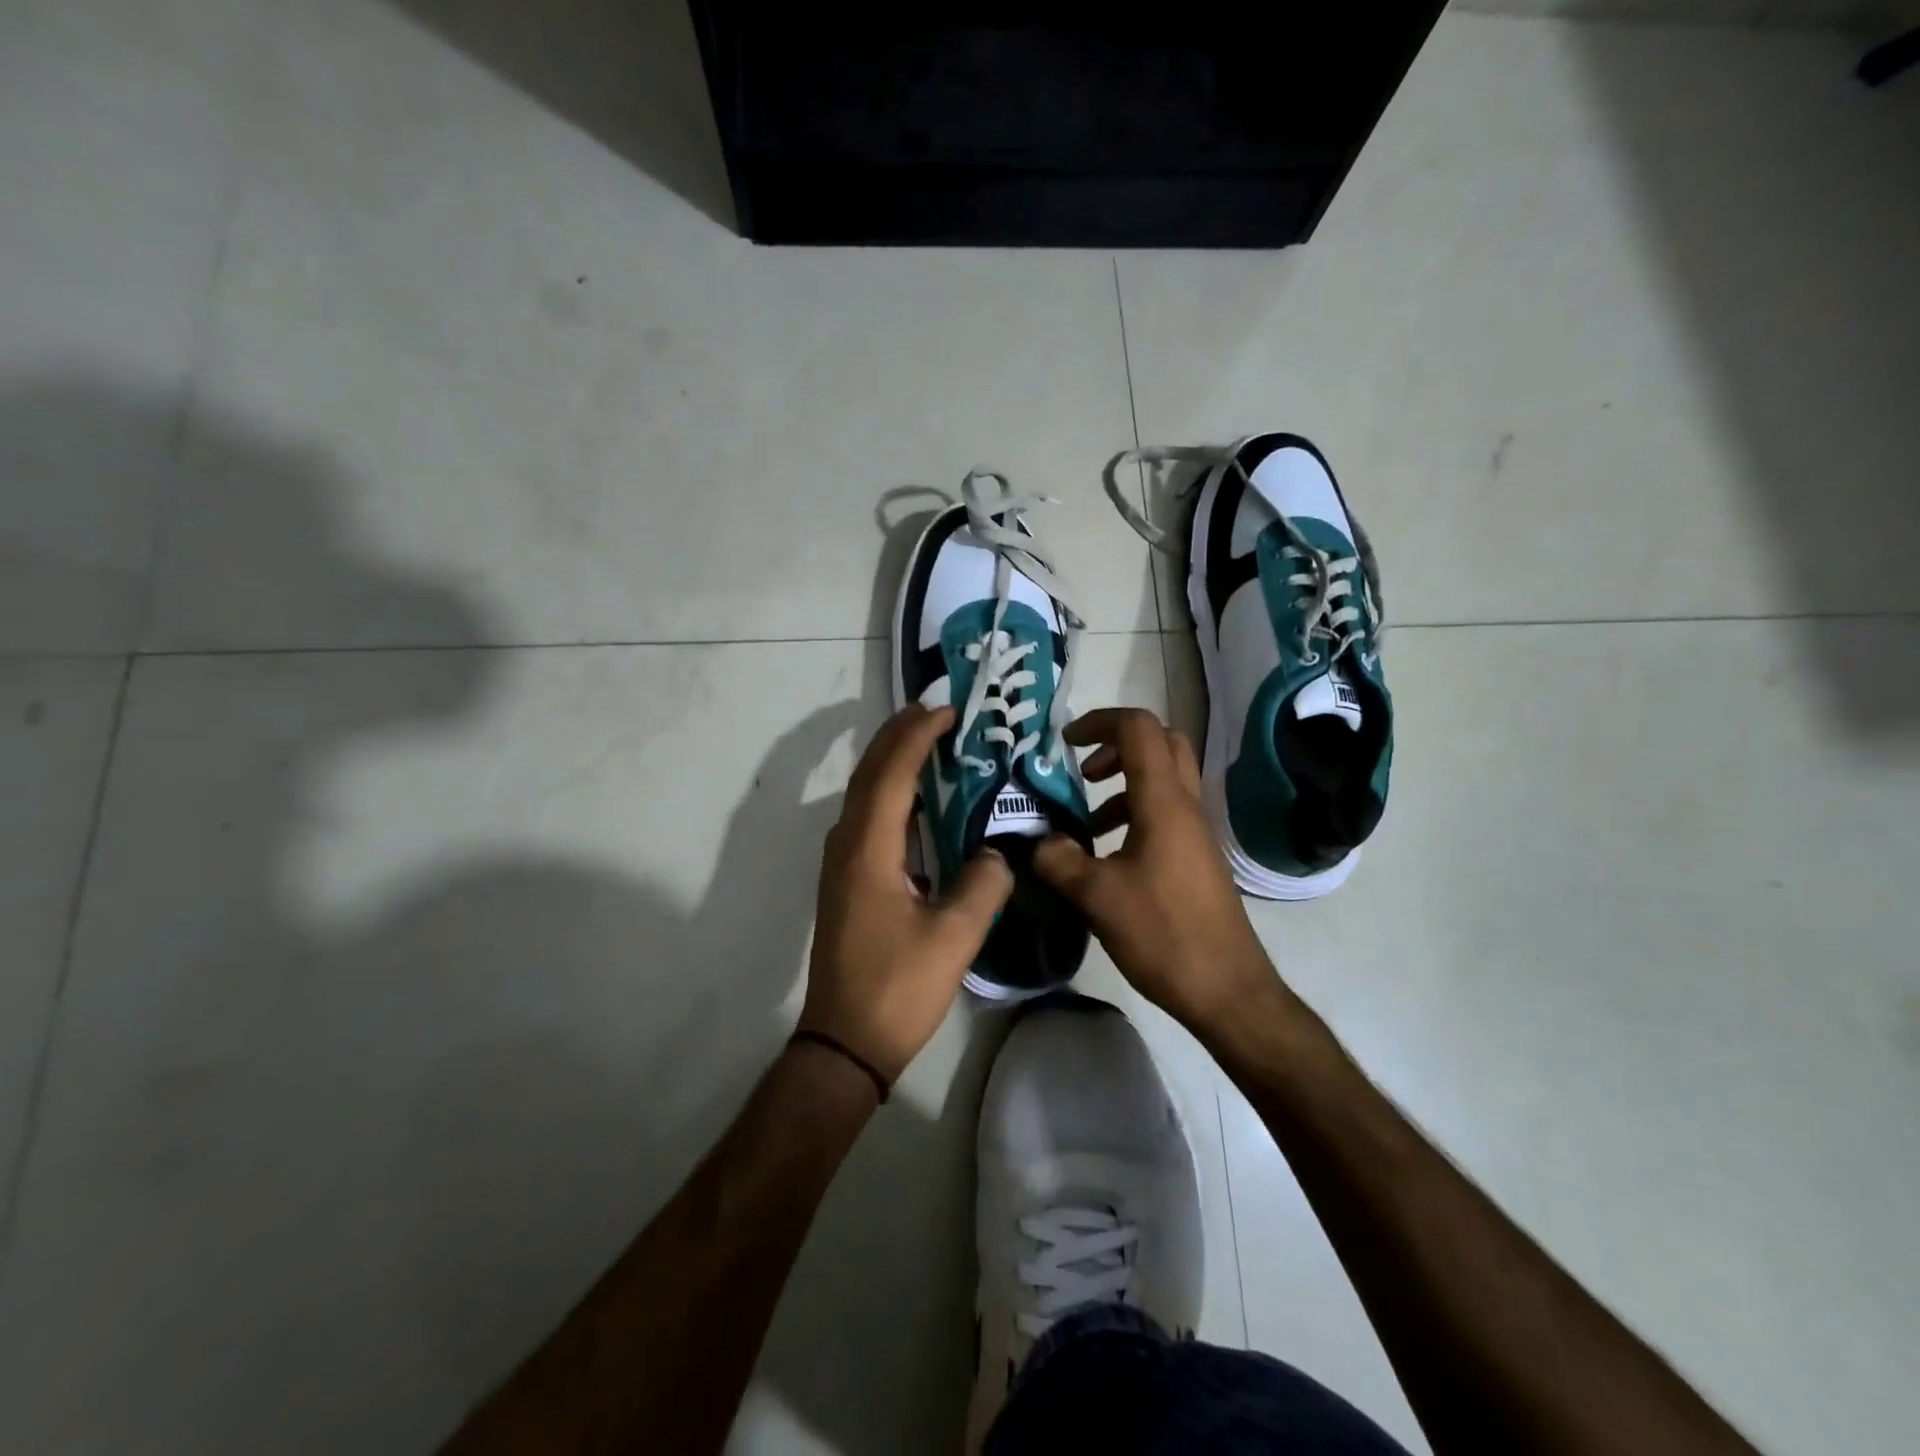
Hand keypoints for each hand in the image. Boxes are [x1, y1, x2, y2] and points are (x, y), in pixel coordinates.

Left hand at [802, 703, 1014, 1083]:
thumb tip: (1000, 851)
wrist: (846, 1041)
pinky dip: (891, 793)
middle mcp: (847, 845)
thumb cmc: (898, 987)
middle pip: (869, 774)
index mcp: (869, 849)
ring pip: (865, 794)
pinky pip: (868, 818)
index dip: (917, 736)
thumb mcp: (954, 937)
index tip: (947, 709)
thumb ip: (984, 883)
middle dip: (900, 736)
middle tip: (938, 712)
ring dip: (893, 761)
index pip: (892, 774)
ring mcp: (842, 863)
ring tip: (931, 741)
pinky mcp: (847, 881)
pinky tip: (919, 801)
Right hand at [1032, 708, 1283, 1036]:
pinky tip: (1105, 853)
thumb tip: (1036, 840)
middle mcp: (1185, 806)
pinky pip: (1165, 812)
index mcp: (1163, 802)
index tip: (1065, 743)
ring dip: (1123, 783)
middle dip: (1117, 744)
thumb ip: (1059, 859)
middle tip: (1083, 769)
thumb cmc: (1164, 934)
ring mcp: (1195, 832)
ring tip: (1084, 819)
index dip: (1099, 722)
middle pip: (1161, 743)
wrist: (1227, 989)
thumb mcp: (1097, 896)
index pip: (1139, 729)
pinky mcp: (1195, 856)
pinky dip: (1133, 813)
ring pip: (1163, 779)